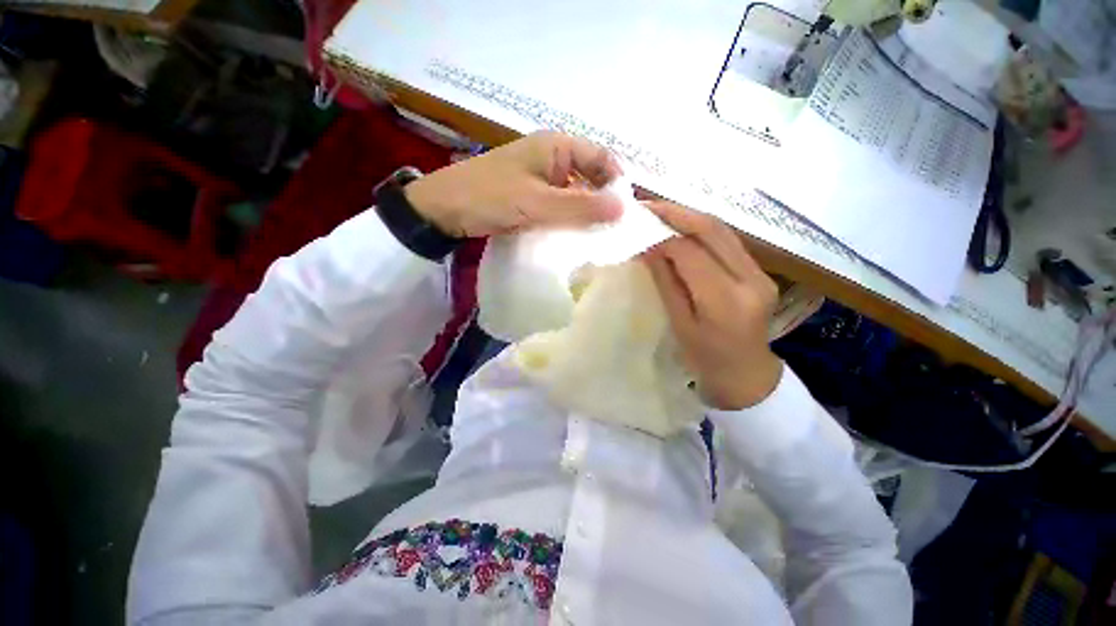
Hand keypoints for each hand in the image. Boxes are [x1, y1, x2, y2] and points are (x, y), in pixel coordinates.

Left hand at [404, 131, 622, 237]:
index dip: (617, 180)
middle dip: (603, 200)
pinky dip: (569, 219)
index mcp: (556, 146)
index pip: (602, 156)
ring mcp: (540, 178)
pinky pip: (559, 206)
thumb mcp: (538, 203)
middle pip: (590, 176)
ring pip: (575, 193)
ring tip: (599, 236)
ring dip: (586, 212)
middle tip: (613, 229)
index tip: (625, 210)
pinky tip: (575, 236)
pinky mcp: (531, 197)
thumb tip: (623, 210)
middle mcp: (552, 158)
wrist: (443, 210)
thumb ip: (581, 206)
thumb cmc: (490, 197)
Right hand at [643, 201, 782, 409]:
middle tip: (647, 206)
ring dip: (689, 216)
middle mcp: (750, 279)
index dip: (662, 237)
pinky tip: (681, 228)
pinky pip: (727, 240)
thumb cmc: (705, 358)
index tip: (637, 228)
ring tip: (660, 213)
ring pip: (722, 230)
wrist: (747, 374)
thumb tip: (648, 247)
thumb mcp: (679, 323)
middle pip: (712, 230)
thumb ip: (666, 282)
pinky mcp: (759, 270)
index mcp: (725, 302)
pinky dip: (701, 229)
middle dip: (676, 213)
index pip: (690, 253)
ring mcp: (760, 272)